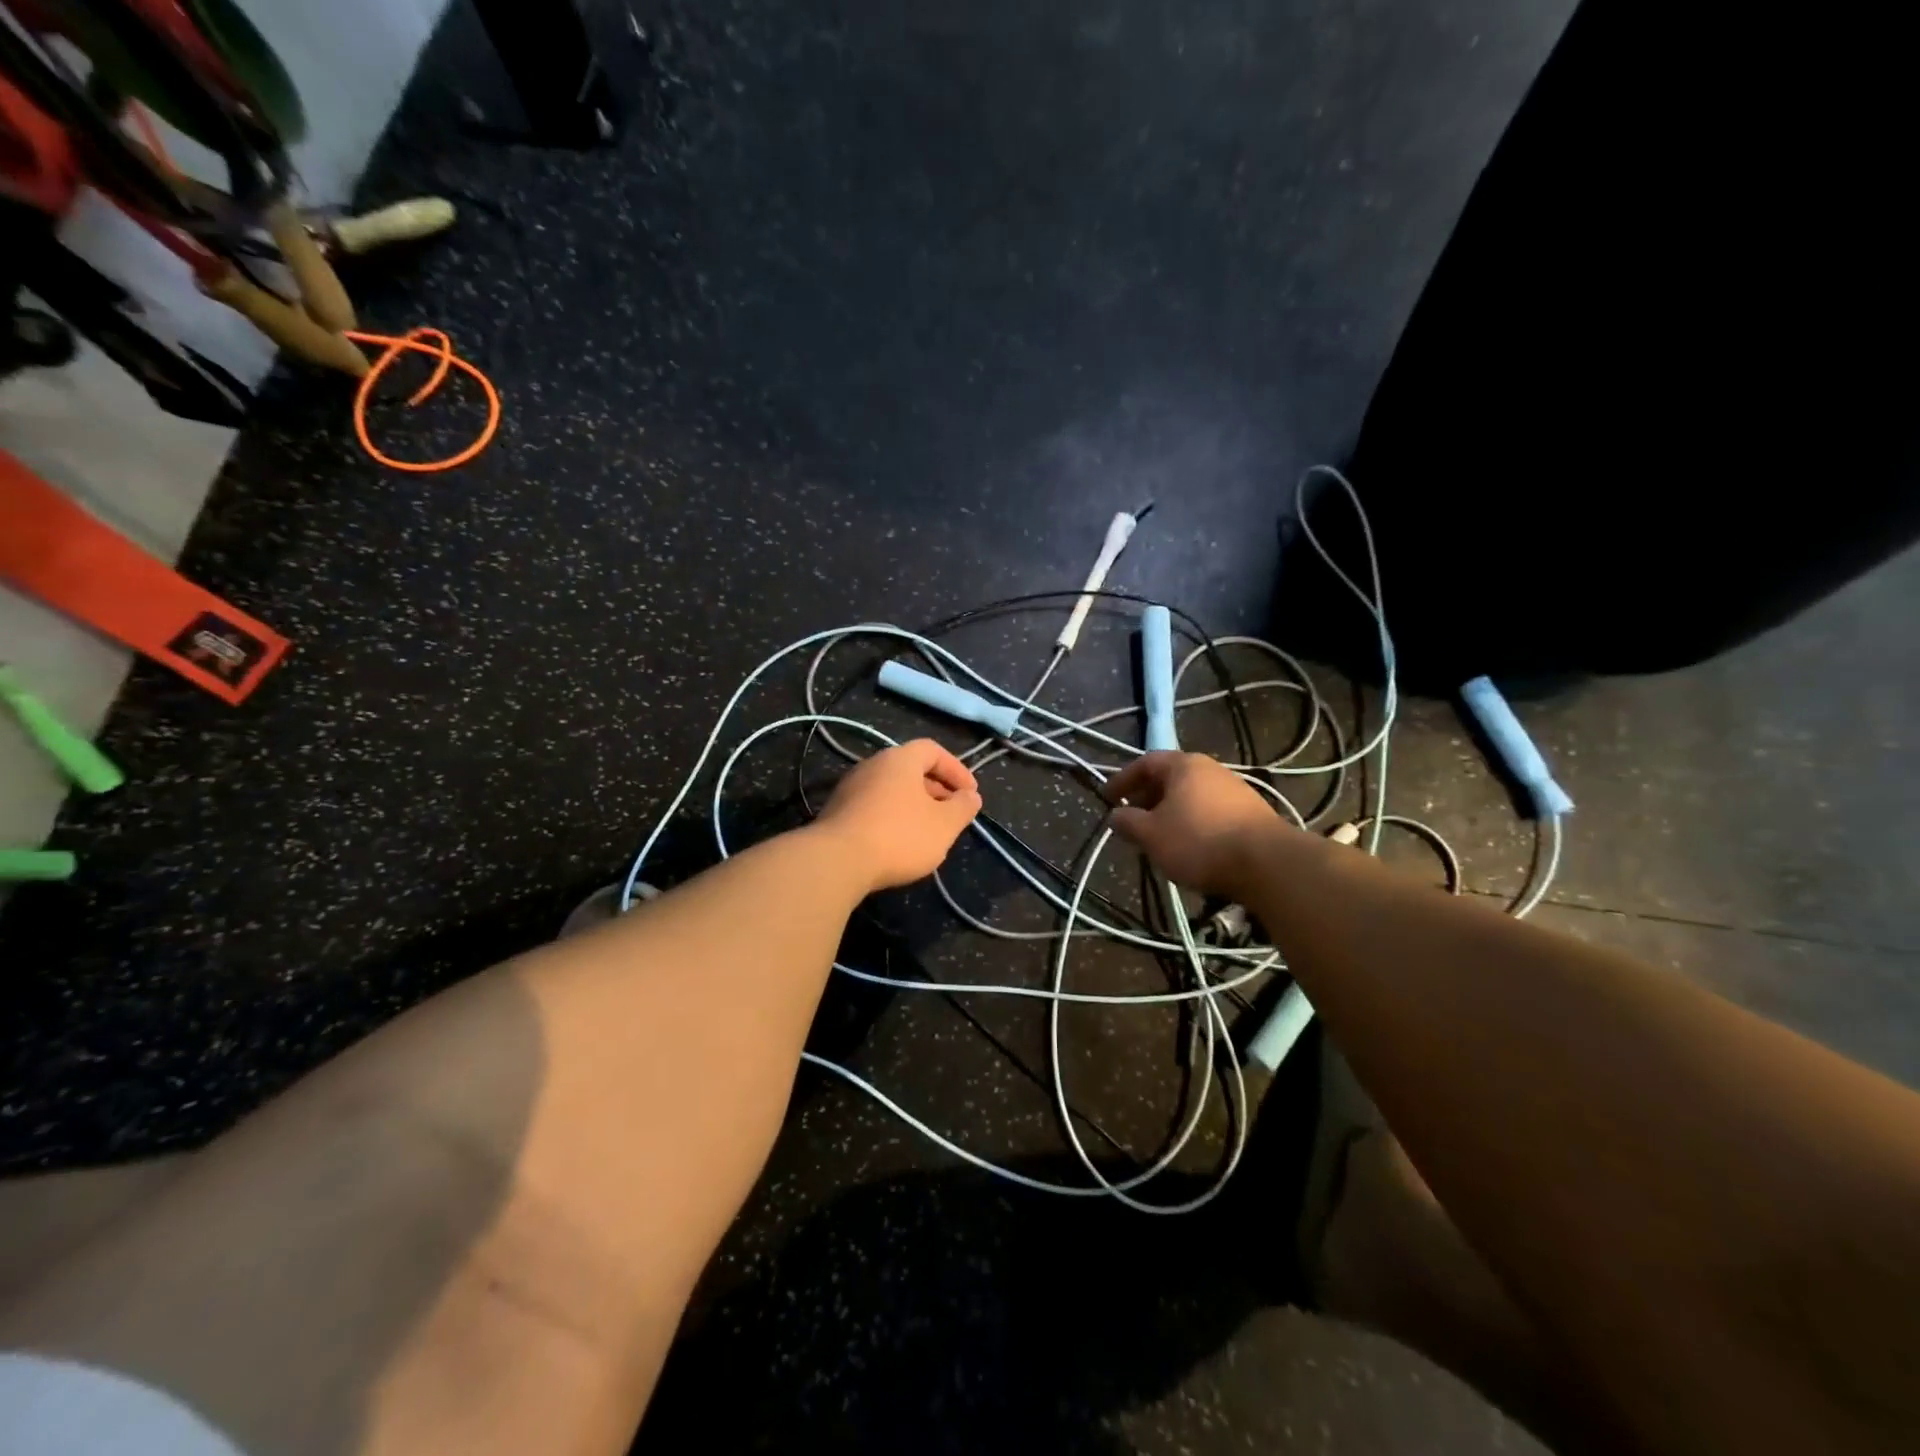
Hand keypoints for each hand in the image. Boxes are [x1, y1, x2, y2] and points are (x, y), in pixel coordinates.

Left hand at [815, 738, 982, 893]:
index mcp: (900, 759)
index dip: (956, 769)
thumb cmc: (899, 836)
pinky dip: (893, 817)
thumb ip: (962, 808)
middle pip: (910, 769)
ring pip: (892, 789)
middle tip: (952, 813)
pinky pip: (874, 806)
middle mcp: (873, 765)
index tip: (970, 794)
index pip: (933, 750)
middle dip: (936, 789)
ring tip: (929, 830)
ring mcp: (851, 788)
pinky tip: (899, 843)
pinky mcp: (837, 812)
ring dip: (914, 805)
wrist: (837, 861)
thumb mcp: (944, 824)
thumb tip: (971, 797)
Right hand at [1103, 751, 1282, 896]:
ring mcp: (1235, 789)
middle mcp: (1210, 769)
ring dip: (1170, 811)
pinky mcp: (1252, 812)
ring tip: (1159, 835)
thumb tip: (1115, 815)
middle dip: (1147, 796)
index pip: (1145, 763)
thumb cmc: (1199, 841)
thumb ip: (1128, 822)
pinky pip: (1210, 810)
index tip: (1107, 798)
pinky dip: (1193, 821)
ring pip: (1191, 795)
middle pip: (1170, 777)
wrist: (1268, 863)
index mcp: (1183, 765)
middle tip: (1132, 817)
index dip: (1122, 779)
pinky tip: (1190, 845)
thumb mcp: (1152, 835)